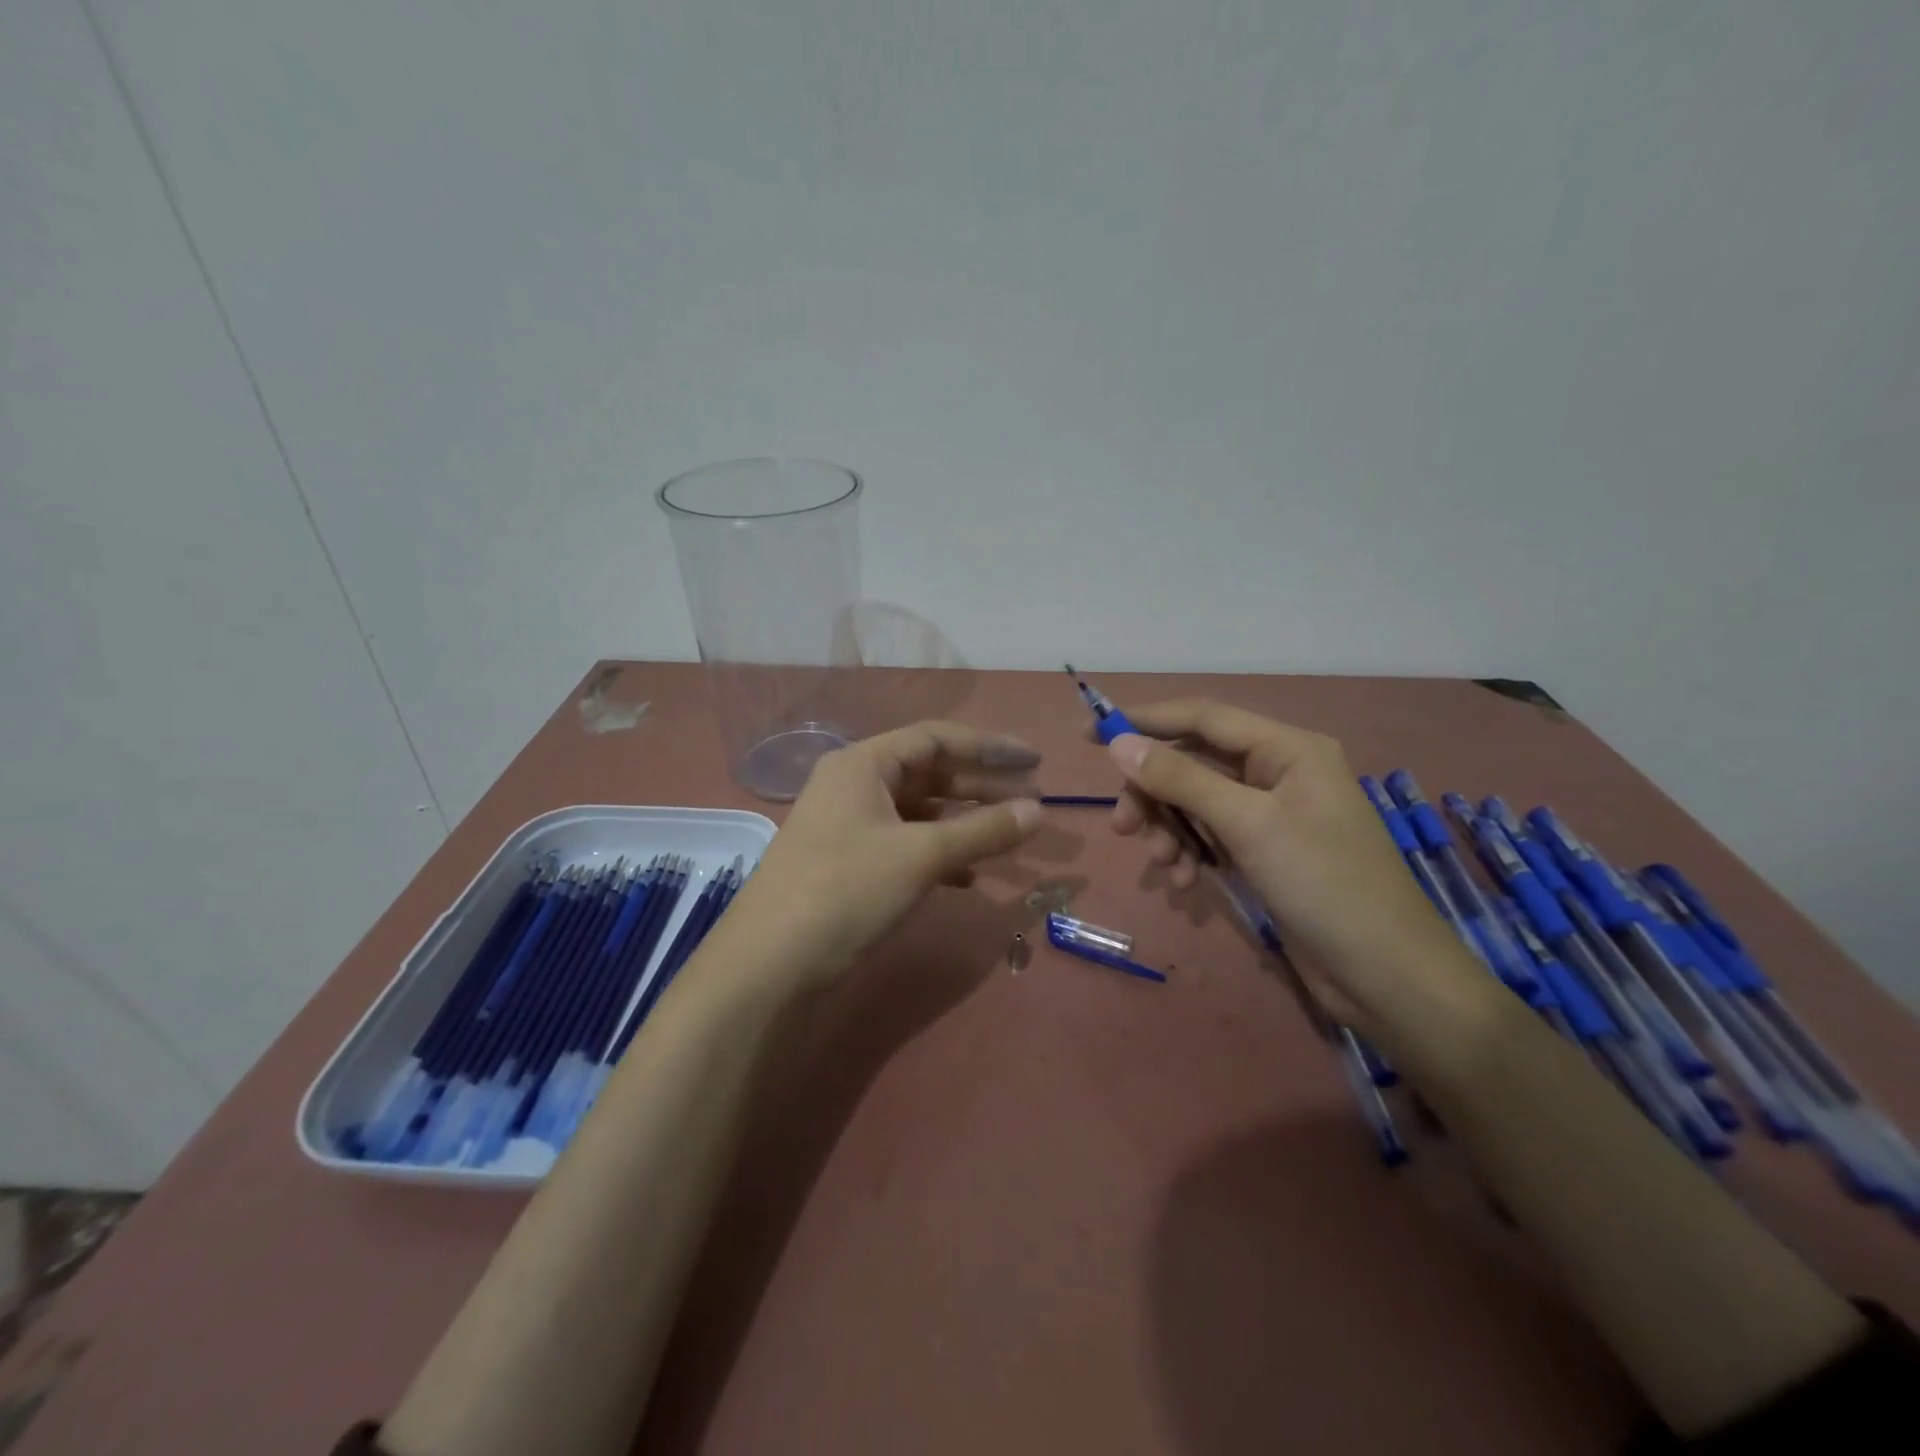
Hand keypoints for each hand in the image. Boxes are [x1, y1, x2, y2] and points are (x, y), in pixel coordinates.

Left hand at [728, 721, 1043, 980]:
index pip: (936, 738)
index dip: (989, 747)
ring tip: (1009, 835)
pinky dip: (939, 853)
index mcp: (863, 764)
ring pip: (919, 812)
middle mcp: (854, 785)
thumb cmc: (846, 890)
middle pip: (929, 773)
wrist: (768, 965)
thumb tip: (1039, 811)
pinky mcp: (849, 864)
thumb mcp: (921, 856)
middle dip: (982, 786)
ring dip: (964, 822)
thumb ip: (983, 831)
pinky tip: (968, 877)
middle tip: (1032, 801)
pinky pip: (905, 844)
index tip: (1035, 762)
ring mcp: (849, 826)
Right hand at [1102, 700, 1474, 1025]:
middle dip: (1154, 792)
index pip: (1203, 718)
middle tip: (1121, 825)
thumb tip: (1118, 743)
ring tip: (1161, 863)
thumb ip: (1181, 780)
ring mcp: (1273, 814)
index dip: (1145, 720)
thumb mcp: (1247, 825)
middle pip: (1194, 763)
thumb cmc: (1323, 885)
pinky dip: (1191, 852)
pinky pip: (1212, 835)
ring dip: (1170, 828)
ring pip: (1197, 802)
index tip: (1091, 733)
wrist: (1386, 976)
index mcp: (1287, 749)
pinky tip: (1183, 881)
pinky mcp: (1267, 852)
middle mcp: (1279, 772)